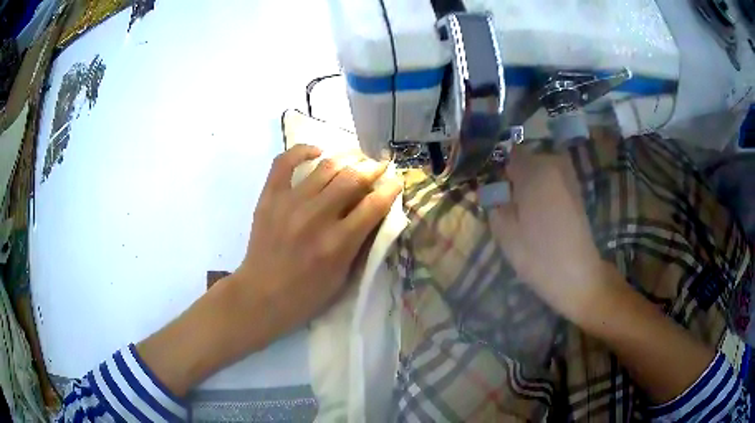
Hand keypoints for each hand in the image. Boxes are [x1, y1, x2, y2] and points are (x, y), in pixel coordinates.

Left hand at [231, 144, 402, 343]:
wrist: (262, 294)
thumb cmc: (307, 294)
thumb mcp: (343, 276)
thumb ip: (360, 242)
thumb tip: (374, 210)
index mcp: (338, 243)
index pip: (374, 204)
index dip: (391, 188)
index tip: (396, 181)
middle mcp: (316, 217)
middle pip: (353, 178)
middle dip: (373, 168)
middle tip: (379, 166)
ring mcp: (290, 203)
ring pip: (326, 166)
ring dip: (347, 157)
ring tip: (356, 158)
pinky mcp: (269, 197)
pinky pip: (285, 162)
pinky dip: (302, 151)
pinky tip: (317, 152)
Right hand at [487, 148, 608, 323]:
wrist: (577, 276)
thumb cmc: (538, 254)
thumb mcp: (504, 231)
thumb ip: (493, 203)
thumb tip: (492, 190)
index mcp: (535, 169)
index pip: (508, 154)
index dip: (498, 168)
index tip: (492, 187)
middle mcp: (554, 164)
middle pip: (526, 160)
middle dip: (514, 176)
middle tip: (507, 202)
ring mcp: (568, 177)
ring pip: (539, 171)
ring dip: (529, 184)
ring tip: (523, 210)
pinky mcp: (576, 191)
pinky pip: (551, 181)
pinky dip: (542, 191)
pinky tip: (540, 214)